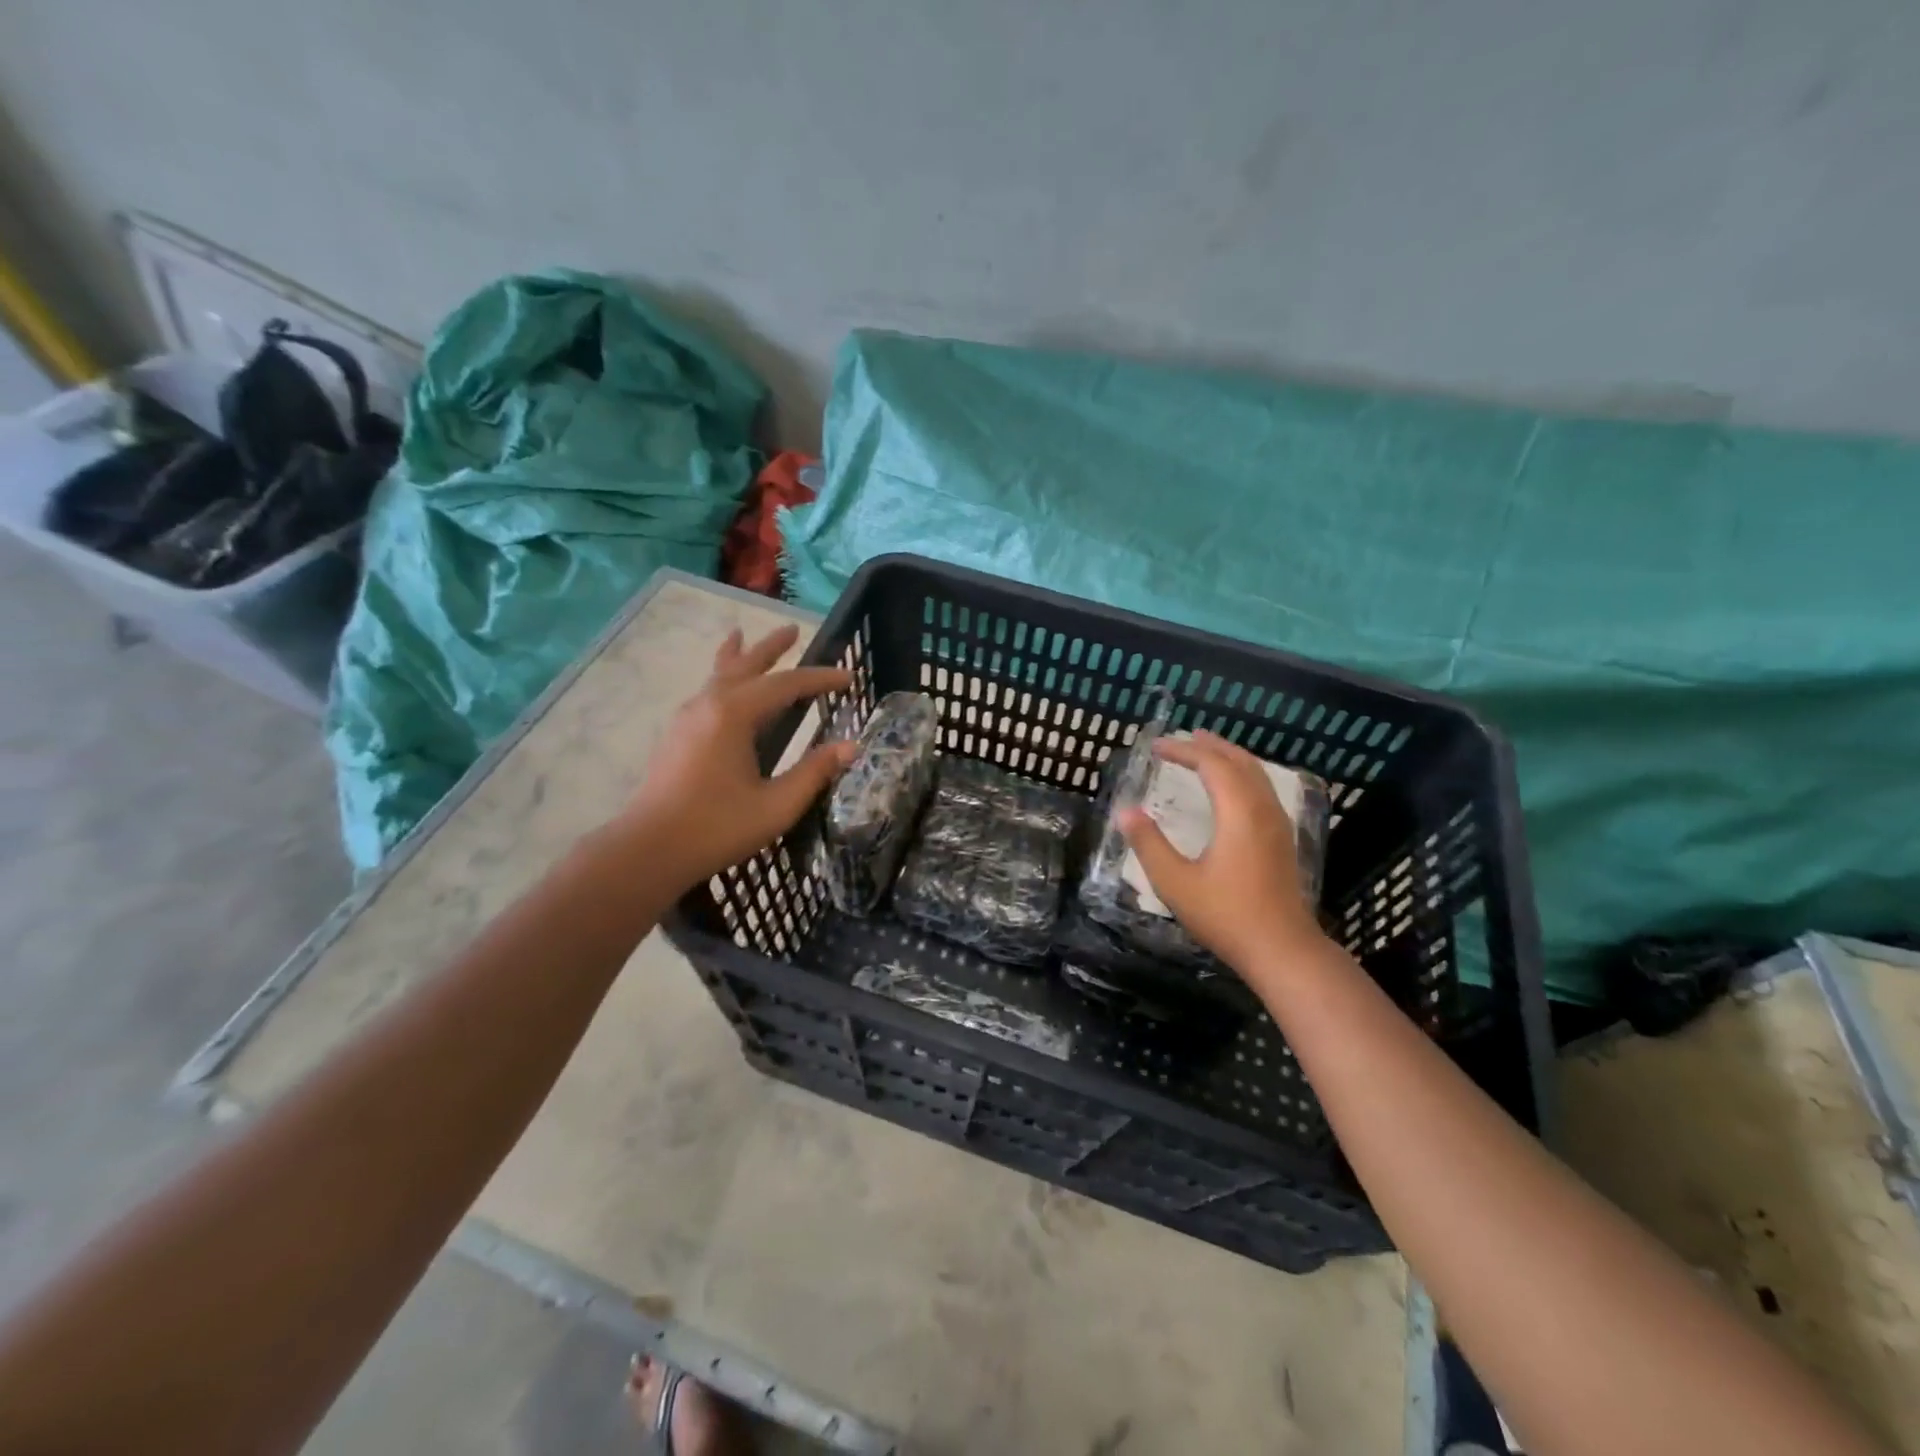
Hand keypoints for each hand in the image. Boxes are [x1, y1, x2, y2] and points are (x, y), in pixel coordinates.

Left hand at [619, 624, 855, 890]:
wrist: (649, 849)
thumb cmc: (717, 826)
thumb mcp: (777, 805)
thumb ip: (814, 772)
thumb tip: (851, 747)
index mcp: (734, 714)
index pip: (786, 684)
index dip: (821, 680)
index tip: (850, 678)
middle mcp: (709, 705)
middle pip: (745, 665)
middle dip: (771, 648)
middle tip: (793, 629)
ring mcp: (687, 718)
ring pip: (719, 675)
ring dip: (739, 657)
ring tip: (741, 635)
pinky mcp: (677, 735)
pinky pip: (706, 692)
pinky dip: (720, 677)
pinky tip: (722, 688)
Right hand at [1117, 730, 1326, 971]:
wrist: (1282, 949)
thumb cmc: (1225, 915)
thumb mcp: (1175, 882)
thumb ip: (1148, 843)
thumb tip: (1125, 811)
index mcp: (1238, 812)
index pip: (1211, 764)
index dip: (1183, 750)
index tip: (1155, 747)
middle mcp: (1263, 809)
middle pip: (1239, 761)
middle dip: (1210, 745)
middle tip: (1183, 737)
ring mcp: (1278, 823)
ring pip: (1256, 774)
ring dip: (1229, 757)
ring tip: (1206, 751)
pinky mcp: (1282, 839)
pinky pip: (1262, 788)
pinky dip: (1241, 774)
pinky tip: (1230, 788)